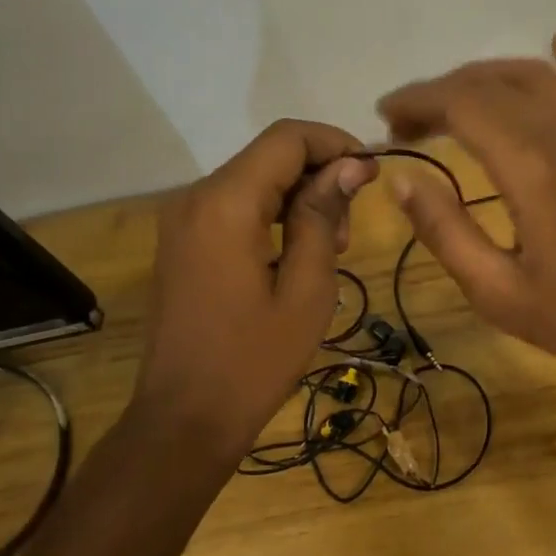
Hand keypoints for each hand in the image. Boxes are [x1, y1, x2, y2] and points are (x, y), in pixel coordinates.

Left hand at [133, 120, 376, 456]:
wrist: (185, 417)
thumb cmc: (255, 360)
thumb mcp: (307, 290)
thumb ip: (323, 217)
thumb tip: (350, 165)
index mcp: (226, 204)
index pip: (286, 138)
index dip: (336, 143)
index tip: (372, 174)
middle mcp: (196, 197)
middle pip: (269, 156)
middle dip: (319, 175)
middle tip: (350, 230)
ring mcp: (183, 220)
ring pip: (254, 181)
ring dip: (298, 198)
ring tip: (329, 249)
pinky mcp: (183, 242)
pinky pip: (235, 207)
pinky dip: (272, 216)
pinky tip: (296, 256)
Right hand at [376, 36, 555, 384]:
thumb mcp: (497, 291)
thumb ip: (446, 232)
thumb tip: (402, 180)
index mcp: (530, 167)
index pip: (462, 104)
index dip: (417, 102)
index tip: (384, 119)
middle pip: (493, 83)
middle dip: (441, 92)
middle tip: (407, 123)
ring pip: (537, 76)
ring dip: (488, 77)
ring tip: (453, 102)